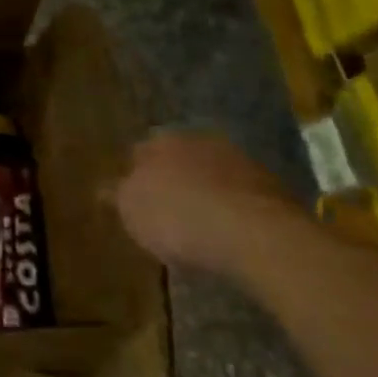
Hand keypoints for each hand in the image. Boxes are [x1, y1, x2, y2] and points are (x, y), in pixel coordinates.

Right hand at [111, 130, 303, 273]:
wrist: (257, 235)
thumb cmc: (178, 216)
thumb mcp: (131, 210)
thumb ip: (116, 195)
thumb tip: (104, 188)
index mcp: (161, 142)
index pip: (137, 153)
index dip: (131, 176)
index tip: (129, 199)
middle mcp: (201, 142)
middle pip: (177, 161)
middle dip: (170, 181)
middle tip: (161, 210)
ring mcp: (241, 162)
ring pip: (211, 176)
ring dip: (203, 194)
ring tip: (195, 226)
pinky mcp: (273, 189)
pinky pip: (238, 197)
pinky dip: (230, 209)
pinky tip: (225, 233)